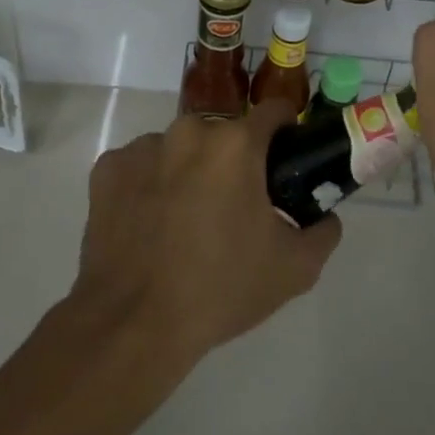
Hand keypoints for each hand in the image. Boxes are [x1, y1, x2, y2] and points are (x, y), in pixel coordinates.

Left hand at [72, 101, 342, 365]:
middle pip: (223, 134)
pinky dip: (148, 186)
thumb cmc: (221, 288)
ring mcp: (142, 147)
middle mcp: (188, 131)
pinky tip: (149, 225)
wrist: (133, 324)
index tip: (285, 159)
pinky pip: (140, 167)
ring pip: (179, 149)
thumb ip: (323, 233)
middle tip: (234, 206)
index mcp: (236, 144)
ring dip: (188, 171)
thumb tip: (327, 217)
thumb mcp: (294, 269)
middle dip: (233, 161)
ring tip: (184, 221)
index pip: (273, 111)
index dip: (285, 131)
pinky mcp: (107, 169)